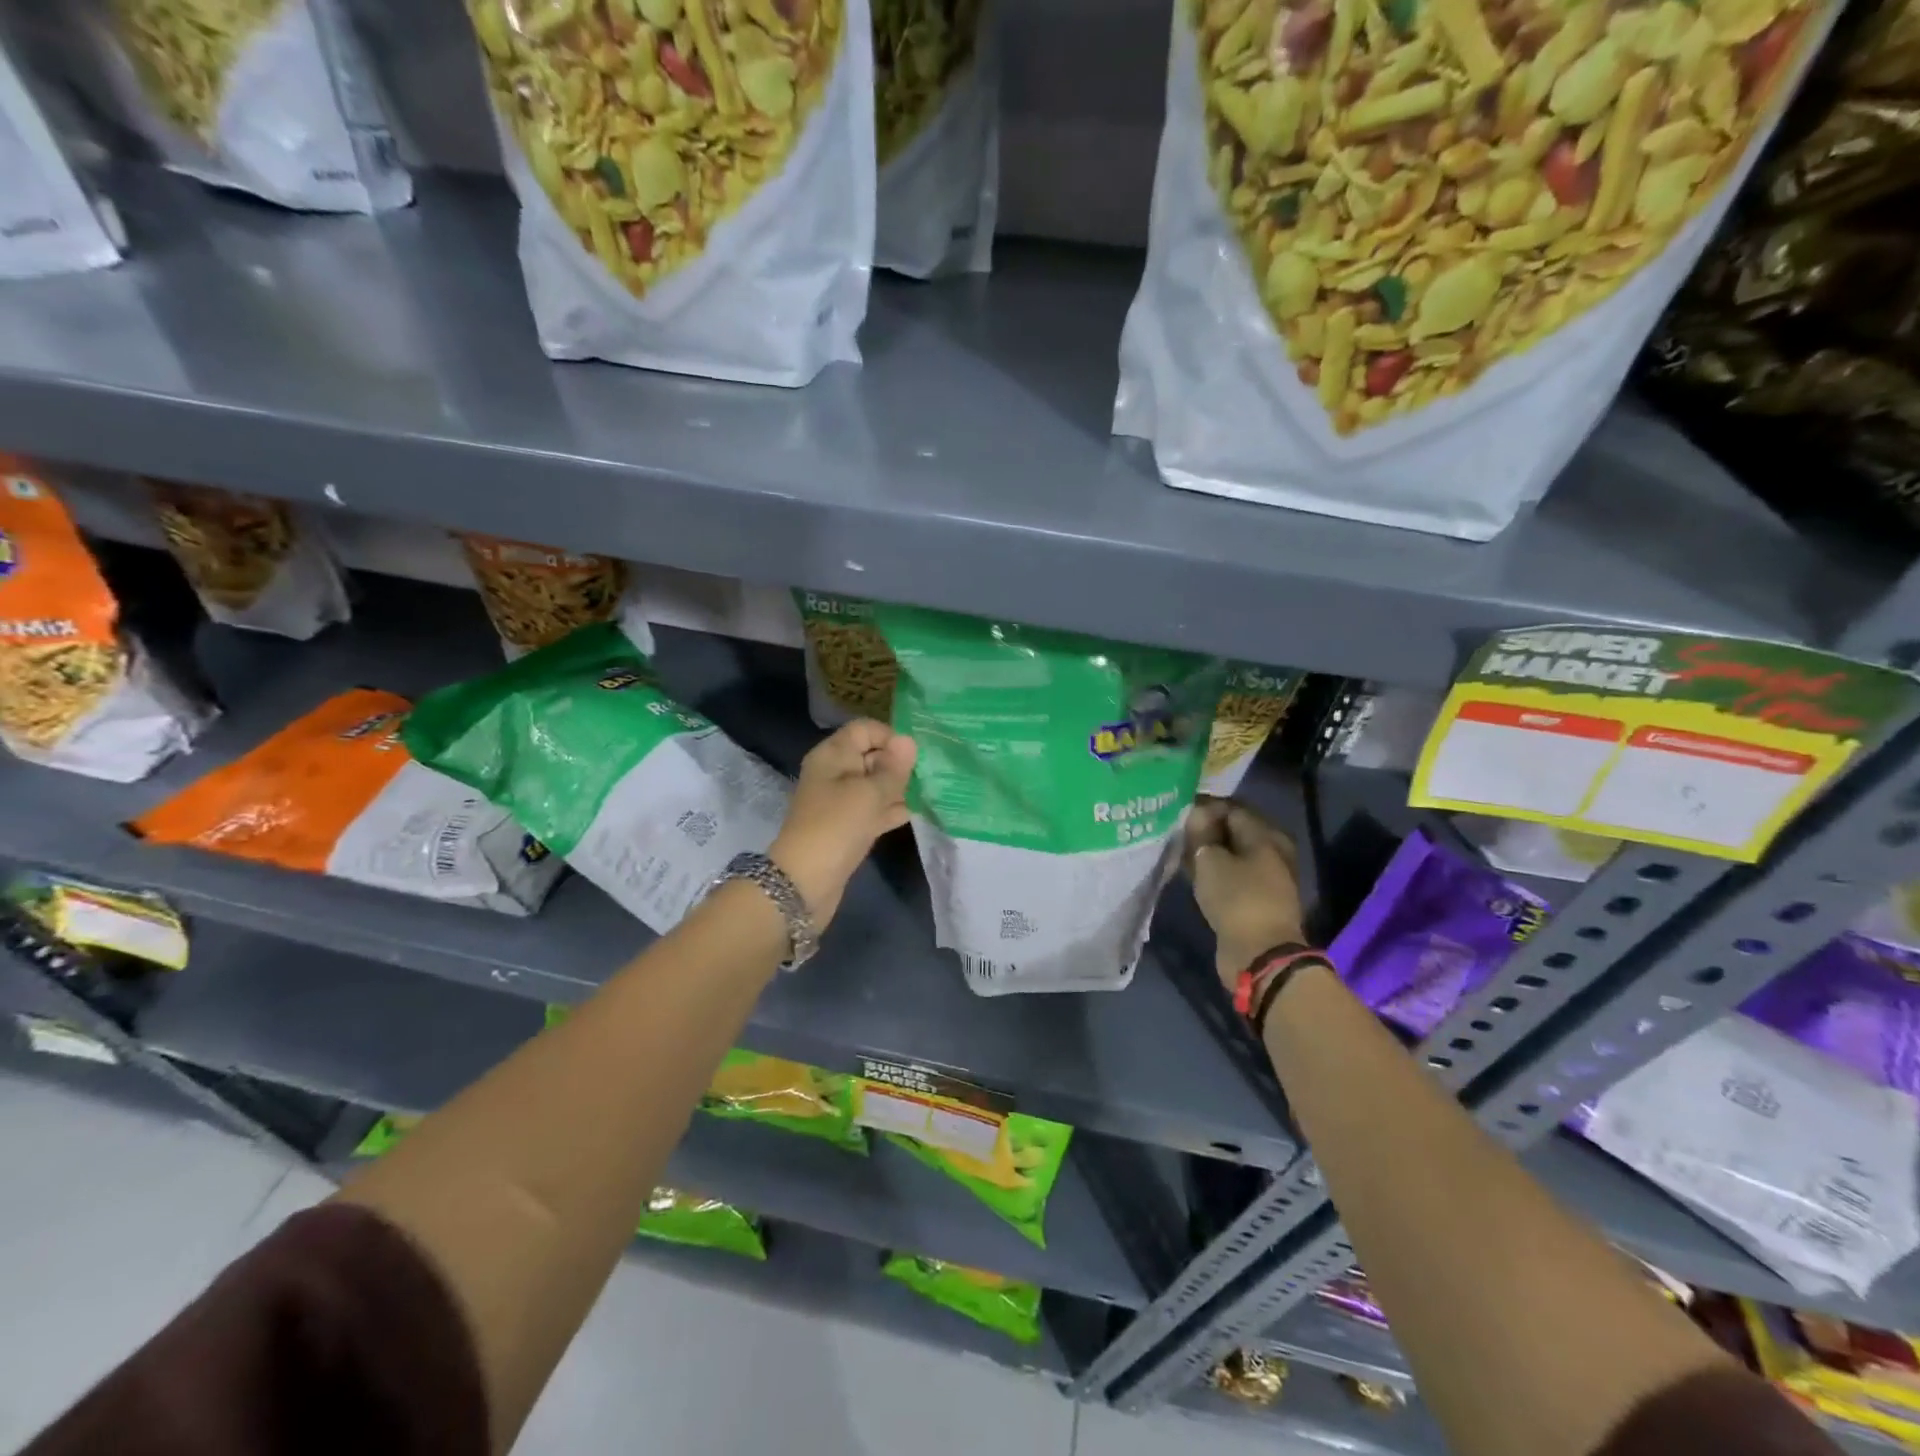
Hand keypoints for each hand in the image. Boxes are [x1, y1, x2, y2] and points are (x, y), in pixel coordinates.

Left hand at [770, 719, 916, 930]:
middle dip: (899, 763)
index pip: (864, 730)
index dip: (890, 737)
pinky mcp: (849, 826)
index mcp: (832, 755)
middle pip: (871, 756)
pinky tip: (919, 812)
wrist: (805, 882)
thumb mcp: (869, 793)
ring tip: (931, 790)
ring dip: (900, 788)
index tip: (915, 755)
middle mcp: (835, 773)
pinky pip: (875, 809)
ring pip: (875, 785)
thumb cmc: (837, 826)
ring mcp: (842, 801)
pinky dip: (893, 809)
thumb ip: (893, 768)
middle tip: (930, 774)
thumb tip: (908, 740)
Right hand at [1185, 796, 1306, 988]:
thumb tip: (1196, 813)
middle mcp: (1272, 851)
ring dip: (1207, 852)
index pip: (1231, 808)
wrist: (1260, 954)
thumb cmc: (1237, 898)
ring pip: (1231, 854)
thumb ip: (1201, 832)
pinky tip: (1190, 871)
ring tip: (1178, 851)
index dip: (1203, 807)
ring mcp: (1266, 877)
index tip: (1177, 810)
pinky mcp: (1256, 898)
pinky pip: (1231, 875)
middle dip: (1204, 830)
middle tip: (1175, 830)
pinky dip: (1213, 871)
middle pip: (1233, 831)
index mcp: (1267, 835)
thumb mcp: (1210, 860)